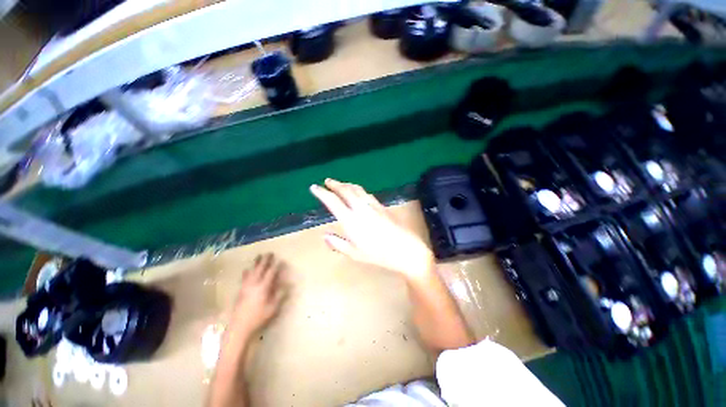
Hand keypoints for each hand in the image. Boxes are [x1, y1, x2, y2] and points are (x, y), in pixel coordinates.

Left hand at [230, 253, 287, 334]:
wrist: (239, 327)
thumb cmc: (258, 318)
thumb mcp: (273, 308)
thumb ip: (280, 295)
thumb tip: (288, 285)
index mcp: (263, 287)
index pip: (271, 273)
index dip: (276, 266)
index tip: (281, 260)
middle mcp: (253, 284)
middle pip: (260, 269)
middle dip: (265, 260)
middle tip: (269, 253)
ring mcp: (245, 287)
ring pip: (251, 271)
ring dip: (255, 263)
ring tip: (258, 256)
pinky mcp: (240, 291)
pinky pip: (244, 277)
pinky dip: (247, 271)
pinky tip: (246, 269)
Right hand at [310, 179, 434, 277]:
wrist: (405, 249)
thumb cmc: (379, 254)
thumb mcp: (355, 253)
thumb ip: (338, 244)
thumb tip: (324, 236)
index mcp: (351, 220)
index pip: (333, 201)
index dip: (322, 193)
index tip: (314, 187)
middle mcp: (360, 208)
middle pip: (345, 190)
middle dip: (335, 184)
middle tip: (327, 181)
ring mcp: (372, 205)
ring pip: (357, 189)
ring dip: (346, 184)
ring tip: (340, 183)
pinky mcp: (382, 206)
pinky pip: (366, 193)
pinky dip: (358, 189)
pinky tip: (358, 192)